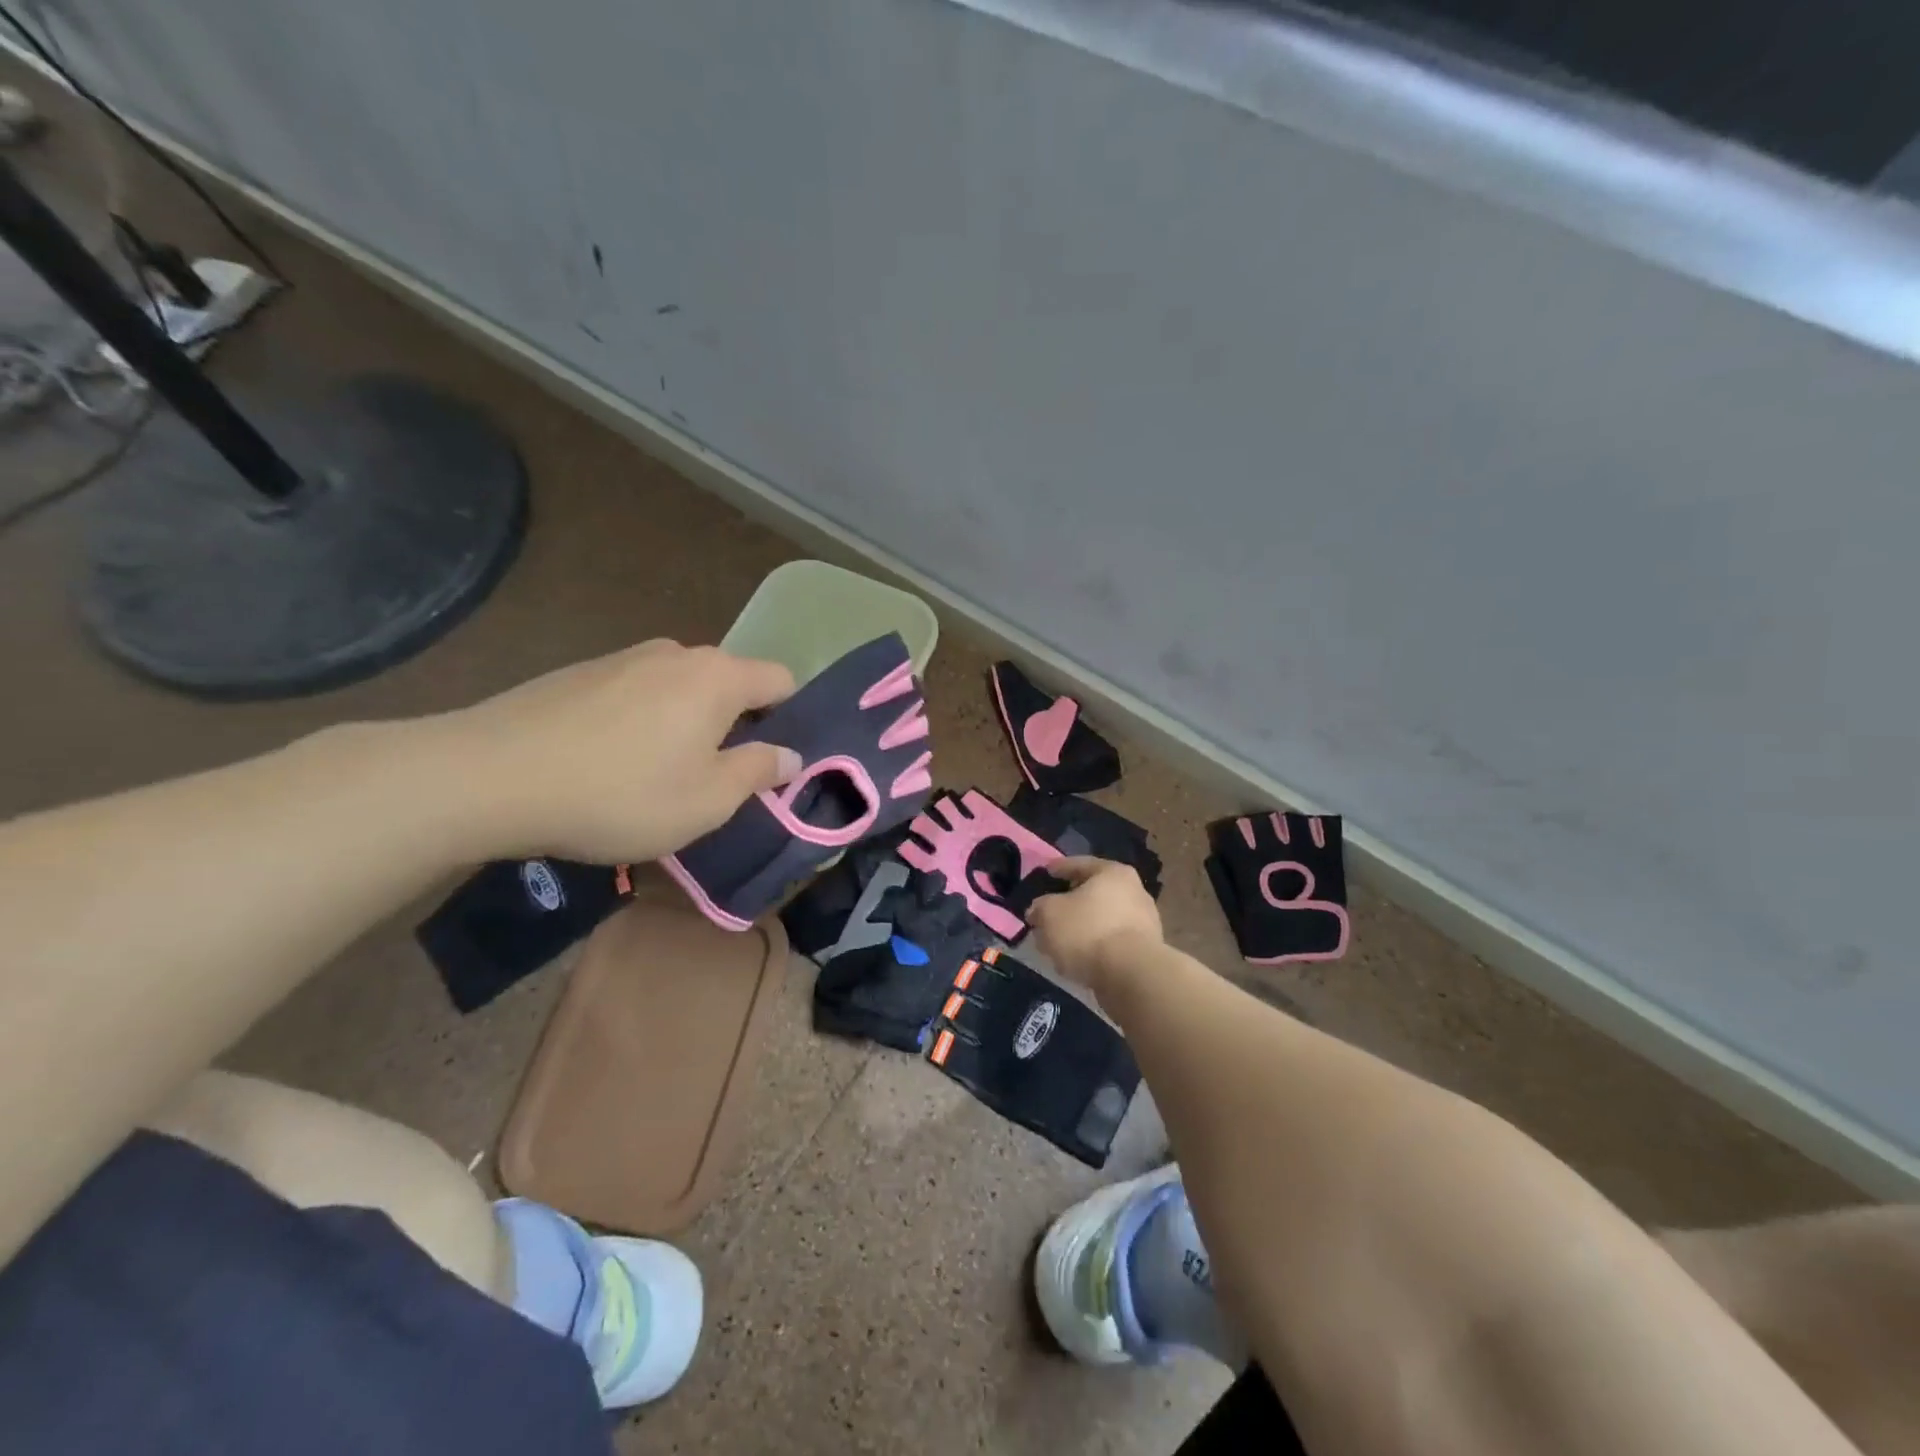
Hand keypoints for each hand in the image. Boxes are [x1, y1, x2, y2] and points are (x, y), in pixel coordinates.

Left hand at [438, 640, 798, 863]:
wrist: (490, 776)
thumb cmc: (620, 793)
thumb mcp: (708, 800)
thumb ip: (759, 772)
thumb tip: (791, 755)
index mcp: (718, 677)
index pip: (782, 680)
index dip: (791, 719)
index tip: (773, 763)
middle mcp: (677, 653)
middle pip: (731, 683)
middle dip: (737, 725)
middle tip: (717, 778)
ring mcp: (624, 657)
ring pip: (682, 689)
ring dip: (688, 724)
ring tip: (659, 774)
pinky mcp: (581, 672)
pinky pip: (637, 693)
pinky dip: (644, 721)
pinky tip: (611, 761)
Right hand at [1026, 856, 1162, 993]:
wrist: (1132, 976)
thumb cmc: (1088, 931)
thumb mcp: (1050, 914)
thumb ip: (1040, 907)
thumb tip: (1038, 911)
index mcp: (1113, 873)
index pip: (1081, 864)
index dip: (1059, 868)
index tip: (1046, 872)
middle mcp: (1134, 891)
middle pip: (1094, 893)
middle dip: (1071, 902)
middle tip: (1050, 910)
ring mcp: (1144, 922)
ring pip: (1103, 919)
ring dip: (1082, 927)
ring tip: (1060, 940)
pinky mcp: (1145, 951)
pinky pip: (1111, 942)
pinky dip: (1094, 946)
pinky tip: (1077, 957)